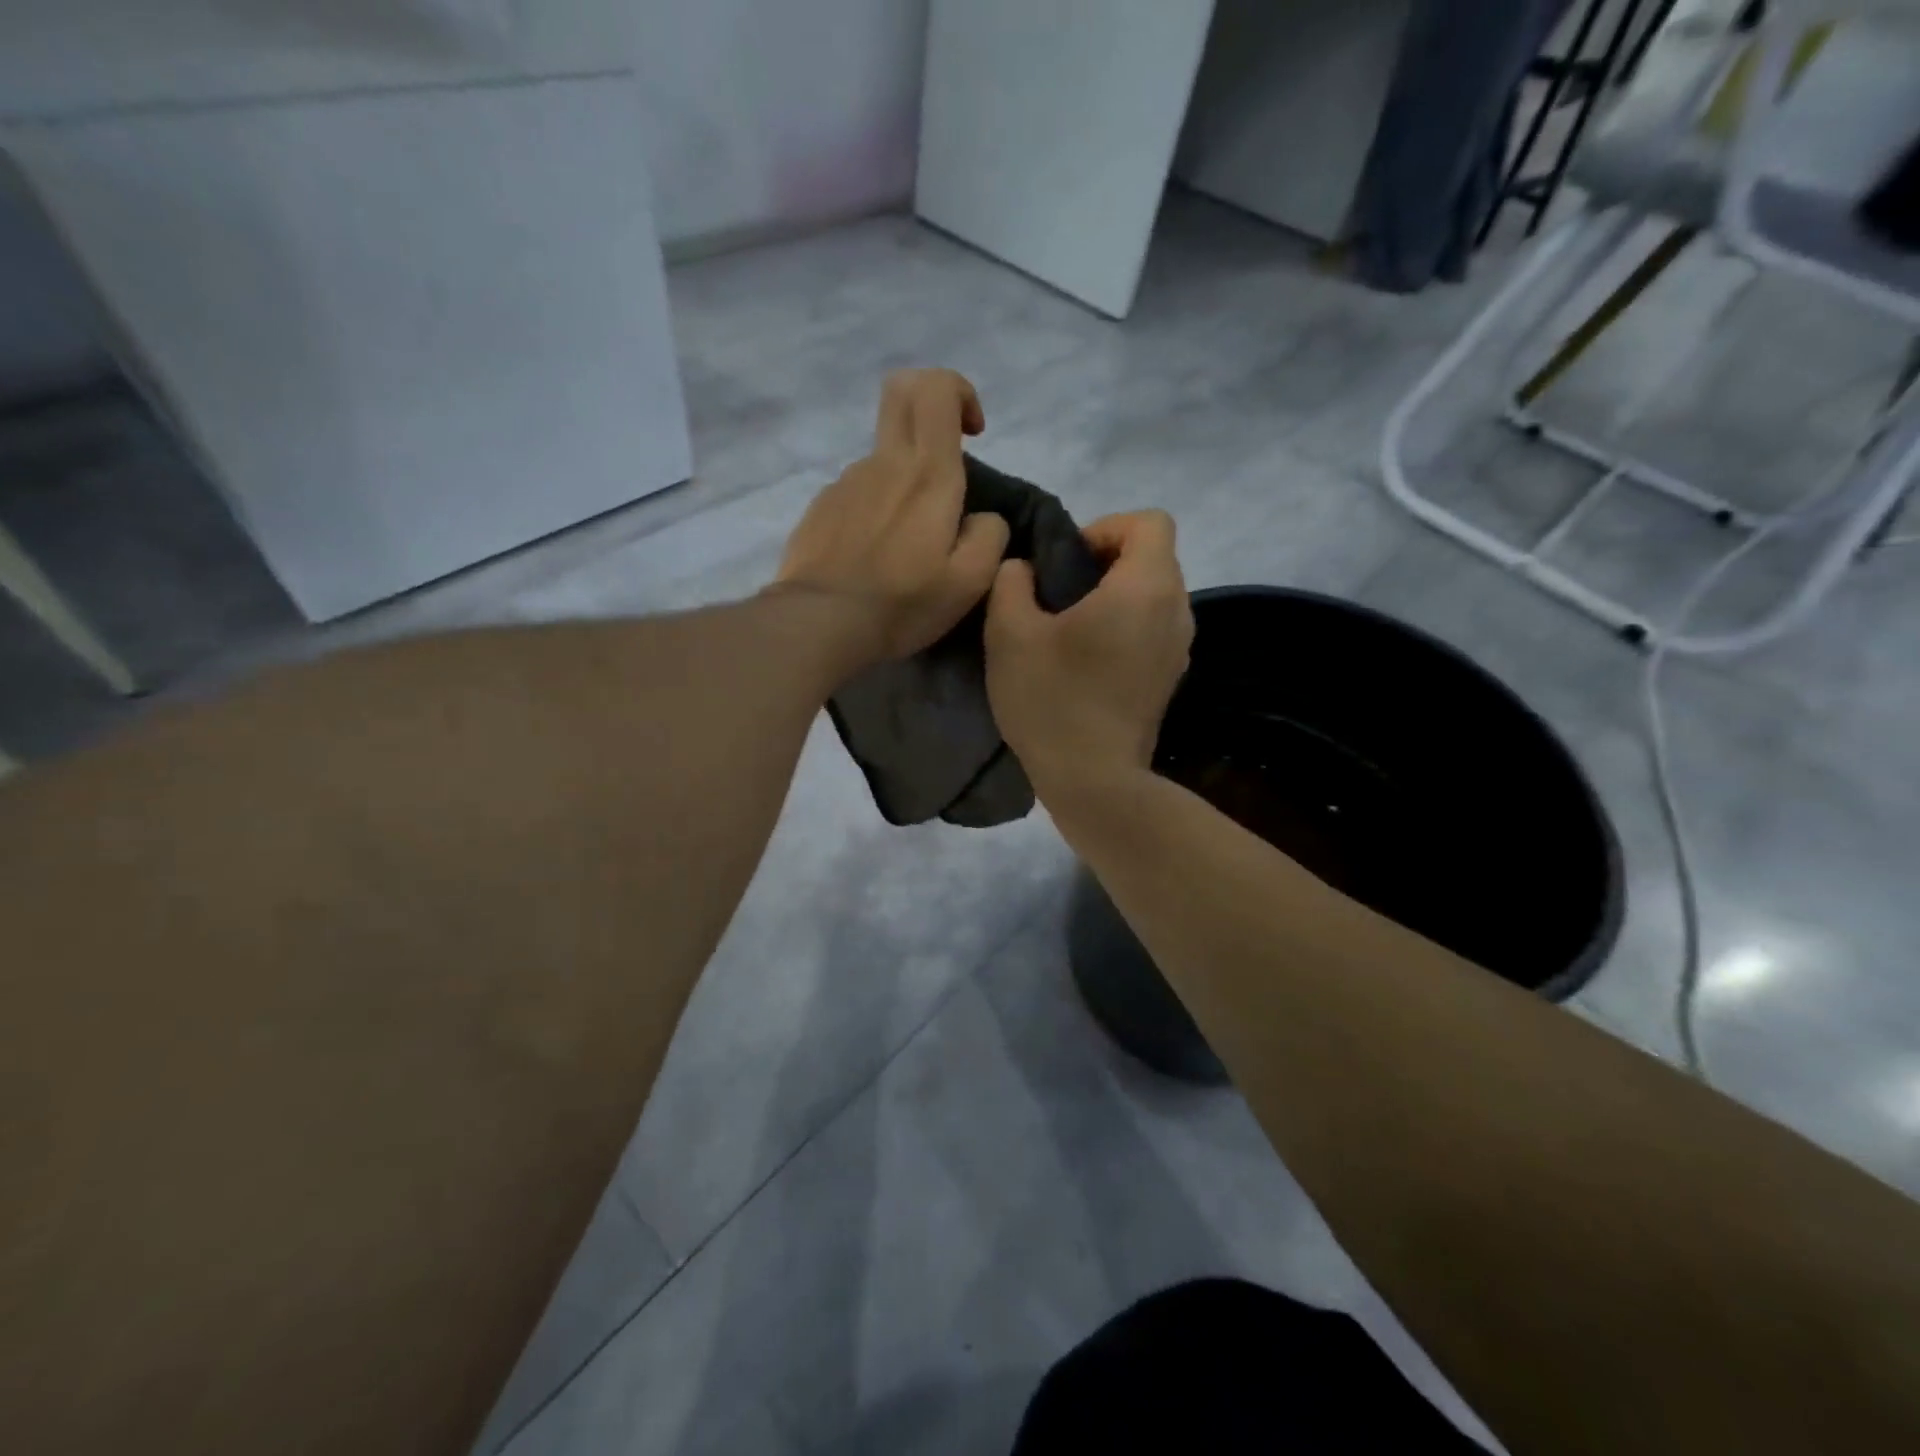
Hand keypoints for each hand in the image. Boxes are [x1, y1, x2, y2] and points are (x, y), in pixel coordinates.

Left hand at [773, 369, 1010, 666]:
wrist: (821, 624)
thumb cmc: (903, 602)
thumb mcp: (970, 581)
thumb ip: (989, 536)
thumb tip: (982, 518)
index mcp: (926, 473)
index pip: (936, 387)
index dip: (959, 392)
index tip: (973, 433)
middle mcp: (882, 463)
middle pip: (900, 394)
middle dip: (929, 406)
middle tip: (944, 461)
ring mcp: (845, 483)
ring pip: (882, 459)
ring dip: (903, 483)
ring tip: (906, 547)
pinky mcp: (820, 508)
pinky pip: (857, 494)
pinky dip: (875, 511)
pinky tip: (874, 558)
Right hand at [985, 510, 1193, 794]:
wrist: (1093, 781)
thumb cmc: (1052, 701)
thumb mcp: (1009, 634)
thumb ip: (1011, 583)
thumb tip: (1024, 570)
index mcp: (1145, 587)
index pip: (1149, 522)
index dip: (1106, 527)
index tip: (1068, 562)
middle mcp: (1177, 610)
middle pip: (1153, 557)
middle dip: (1107, 562)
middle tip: (1059, 595)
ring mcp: (1179, 649)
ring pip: (1154, 596)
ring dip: (1116, 598)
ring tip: (1071, 630)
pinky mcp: (1170, 679)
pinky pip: (1153, 630)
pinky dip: (1126, 629)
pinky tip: (1088, 663)